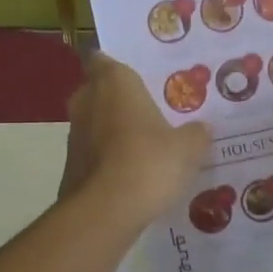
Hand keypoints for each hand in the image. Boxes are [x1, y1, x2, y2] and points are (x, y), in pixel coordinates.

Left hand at [60, 53, 211, 224]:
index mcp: (114, 82)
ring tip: (145, 144)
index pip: (103, 59)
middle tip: (150, 110)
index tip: (138, 76)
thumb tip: (202, 129)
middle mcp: (86, 101)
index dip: (117, 66)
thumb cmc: (148, 162)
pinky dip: (107, 158)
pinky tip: (132, 173)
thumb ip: (196, 134)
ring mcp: (74, 135)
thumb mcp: (188, 148)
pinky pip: (92, 153)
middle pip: (99, 91)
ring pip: (95, 123)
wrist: (105, 212)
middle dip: (119, 100)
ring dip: (113, 131)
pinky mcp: (70, 166)